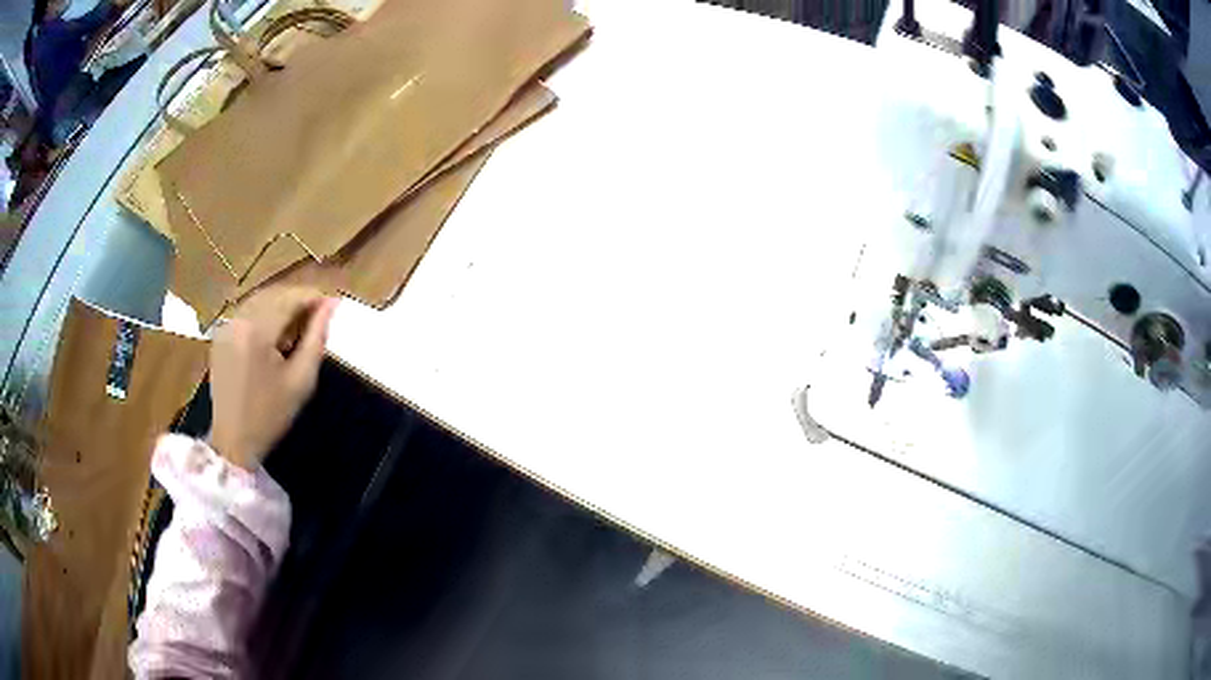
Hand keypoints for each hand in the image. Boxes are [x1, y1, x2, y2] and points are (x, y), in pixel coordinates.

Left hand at [209, 287, 337, 469]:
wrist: (233, 441)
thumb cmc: (271, 415)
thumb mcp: (301, 379)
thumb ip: (317, 337)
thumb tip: (332, 304)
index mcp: (257, 330)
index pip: (291, 297)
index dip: (314, 297)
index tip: (332, 307)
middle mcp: (238, 319)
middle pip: (274, 293)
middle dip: (298, 300)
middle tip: (318, 317)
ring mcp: (226, 325)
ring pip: (260, 300)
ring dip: (281, 306)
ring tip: (297, 328)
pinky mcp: (220, 335)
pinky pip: (247, 312)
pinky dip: (264, 315)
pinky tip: (274, 337)